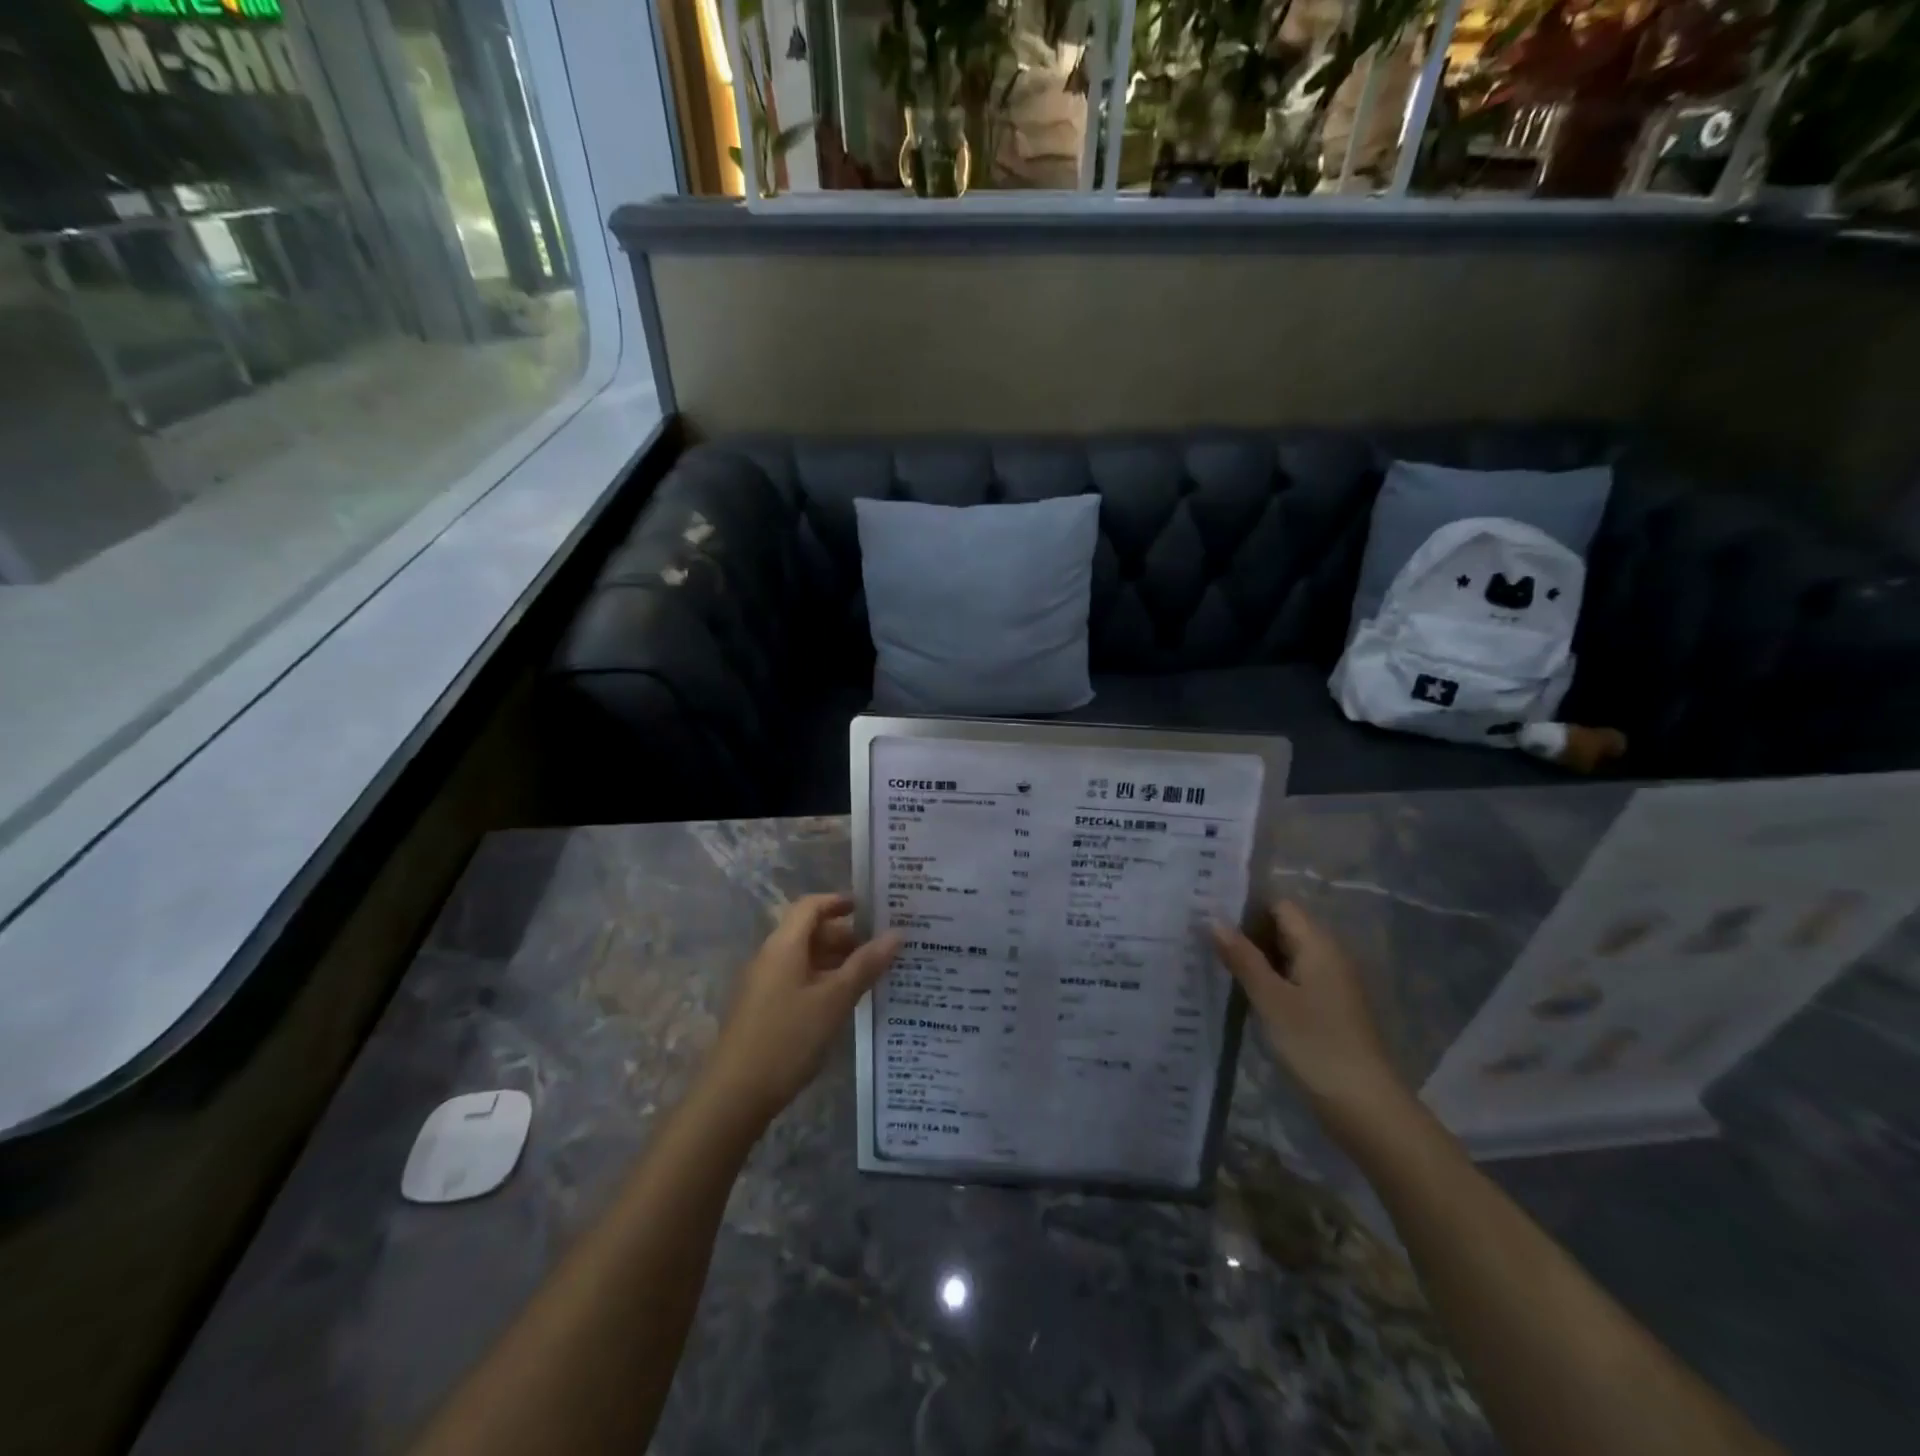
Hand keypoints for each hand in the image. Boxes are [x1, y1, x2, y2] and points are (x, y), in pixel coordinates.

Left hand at [702, 894, 901, 1126]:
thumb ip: (865, 965)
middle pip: (809, 932)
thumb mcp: (834, 1000)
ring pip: (805, 959)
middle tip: (883, 947)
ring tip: (873, 974)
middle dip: (846, 936)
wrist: (734, 1095)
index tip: (871, 908)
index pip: (811, 906)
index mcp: (783, 945)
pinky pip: (798, 981)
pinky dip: (824, 981)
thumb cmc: (787, 1038)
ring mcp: (764, 985)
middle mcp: (771, 957)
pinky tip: (846, 1002)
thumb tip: (897, 933)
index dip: (839, 901)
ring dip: (837, 961)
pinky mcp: (764, 1010)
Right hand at [1211, 901, 1408, 1127]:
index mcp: (1318, 945)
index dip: (1246, 905)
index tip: (1210, 912)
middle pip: (1284, 927)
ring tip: (1215, 960)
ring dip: (1256, 956)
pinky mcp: (1330, 1008)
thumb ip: (1242, 957)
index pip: (1280, 905)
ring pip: (1288, 954)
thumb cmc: (1315, 1045)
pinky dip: (1270, 978)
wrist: (1366, 1108)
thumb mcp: (1270, 999)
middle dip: (1247, 930)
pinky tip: (1243, 991)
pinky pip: (1294, 978)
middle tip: (1204, 937)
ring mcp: (1332, 983)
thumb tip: (1213, 919)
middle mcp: (1329, 956)